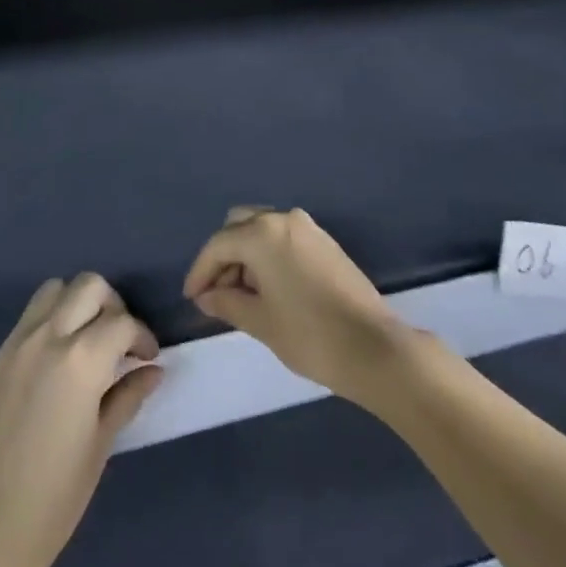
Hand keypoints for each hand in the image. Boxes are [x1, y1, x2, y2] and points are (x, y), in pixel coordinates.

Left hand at [0, 274, 161, 566]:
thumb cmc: (53, 498)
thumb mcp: (100, 446)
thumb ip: (127, 396)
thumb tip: (153, 371)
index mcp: (81, 359)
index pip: (122, 322)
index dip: (142, 337)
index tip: (147, 359)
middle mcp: (49, 336)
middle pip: (89, 286)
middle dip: (112, 305)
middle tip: (119, 341)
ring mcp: (19, 342)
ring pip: (55, 290)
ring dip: (77, 303)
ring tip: (88, 340)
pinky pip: (31, 316)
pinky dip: (51, 320)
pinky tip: (58, 360)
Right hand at [182, 206, 410, 403]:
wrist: (373, 347)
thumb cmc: (309, 335)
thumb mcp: (260, 321)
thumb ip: (227, 303)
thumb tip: (207, 296)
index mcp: (262, 233)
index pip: (218, 245)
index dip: (200, 271)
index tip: (192, 298)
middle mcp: (283, 219)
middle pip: (239, 226)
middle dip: (223, 256)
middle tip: (217, 294)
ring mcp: (308, 228)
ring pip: (262, 229)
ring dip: (246, 255)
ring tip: (241, 295)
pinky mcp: (325, 242)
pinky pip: (284, 238)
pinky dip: (268, 255)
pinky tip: (268, 288)